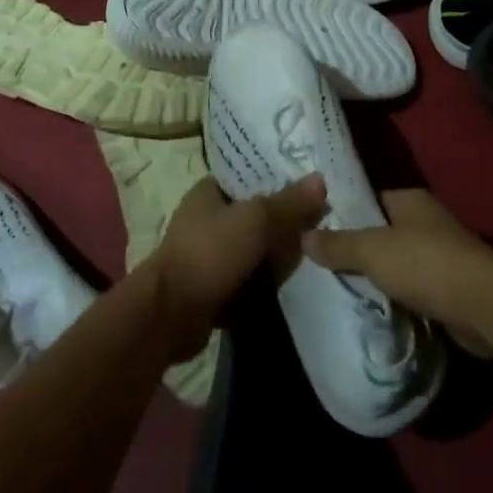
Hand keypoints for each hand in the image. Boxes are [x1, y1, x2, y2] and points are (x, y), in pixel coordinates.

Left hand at [143, 174, 327, 361]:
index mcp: (209, 191)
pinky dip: (263, 281)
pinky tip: (287, 284)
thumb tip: (321, 179)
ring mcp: (208, 254)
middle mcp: (206, 218)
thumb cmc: (211, 253)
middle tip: (315, 227)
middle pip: (256, 213)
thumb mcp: (256, 220)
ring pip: (253, 248)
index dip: (279, 180)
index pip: (250, 176)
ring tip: (308, 255)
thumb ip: (290, 202)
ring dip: (275, 255)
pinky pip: (247, 277)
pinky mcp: (212, 287)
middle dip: (282, 223)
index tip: (310, 189)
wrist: (171, 316)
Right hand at [301, 189, 492, 357]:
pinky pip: (414, 289)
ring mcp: (442, 255)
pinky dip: (397, 299)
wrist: (487, 306)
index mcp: (410, 200)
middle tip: (323, 263)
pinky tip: (374, 310)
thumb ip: (338, 244)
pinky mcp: (451, 289)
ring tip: (340, 289)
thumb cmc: (427, 264)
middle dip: (359, 248)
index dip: (345, 211)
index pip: (370, 198)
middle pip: (383, 231)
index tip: (318, 227)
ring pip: (398, 263)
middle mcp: (427, 221)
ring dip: (379, 277)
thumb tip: (303, 236)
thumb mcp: (373, 250)